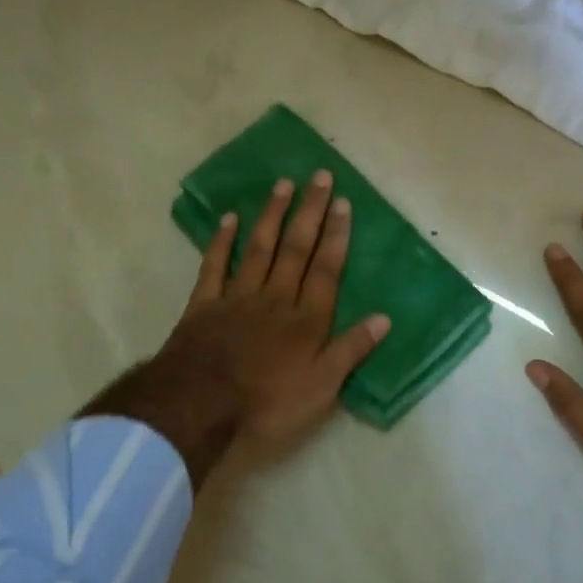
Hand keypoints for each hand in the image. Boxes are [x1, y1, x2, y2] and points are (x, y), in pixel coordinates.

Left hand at [88, 170, 389, 485]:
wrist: (198, 406)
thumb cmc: (267, 402)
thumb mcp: (321, 387)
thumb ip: (351, 350)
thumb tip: (384, 318)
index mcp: (306, 319)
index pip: (326, 269)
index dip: (336, 236)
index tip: (342, 202)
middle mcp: (275, 298)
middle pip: (296, 248)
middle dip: (309, 211)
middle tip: (319, 176)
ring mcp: (238, 297)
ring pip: (259, 248)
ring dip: (273, 215)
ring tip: (283, 184)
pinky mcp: (204, 304)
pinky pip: (215, 266)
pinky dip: (222, 241)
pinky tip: (230, 218)